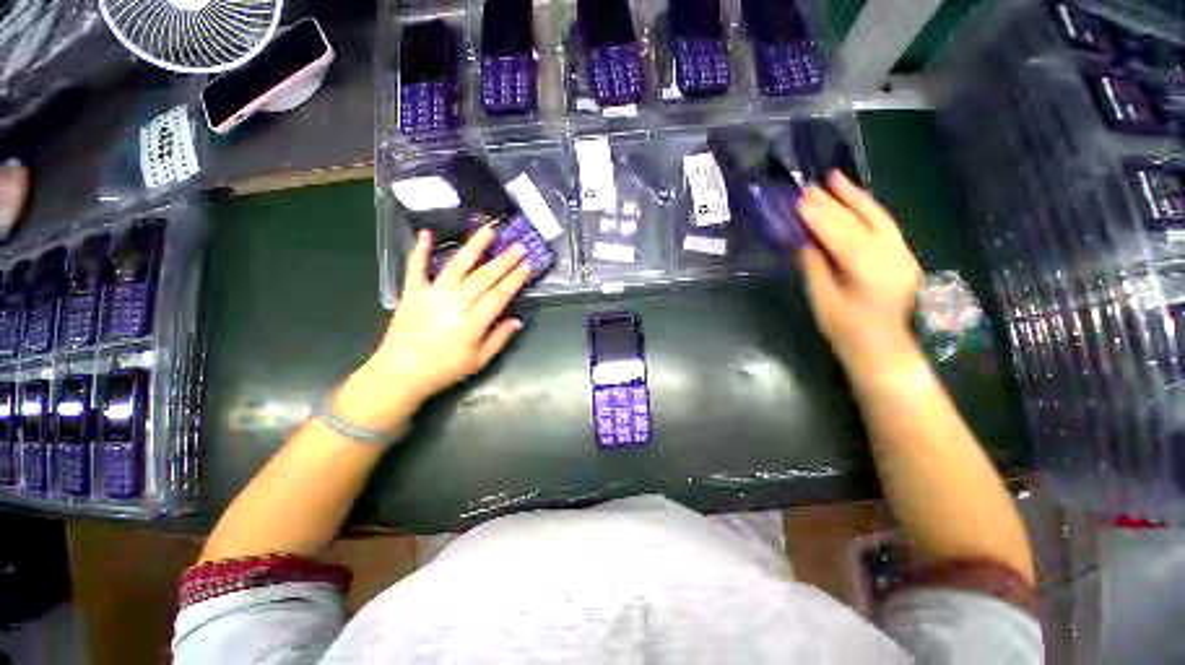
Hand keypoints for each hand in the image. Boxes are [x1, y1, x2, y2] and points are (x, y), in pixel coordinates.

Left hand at [336, 226, 531, 430]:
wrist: (400, 374)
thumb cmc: (444, 370)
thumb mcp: (479, 361)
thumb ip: (499, 339)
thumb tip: (517, 320)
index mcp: (473, 322)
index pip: (500, 295)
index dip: (516, 279)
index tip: (528, 265)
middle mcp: (455, 302)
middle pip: (484, 277)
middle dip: (504, 261)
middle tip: (518, 246)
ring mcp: (432, 294)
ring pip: (458, 265)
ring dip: (474, 247)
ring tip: (488, 230)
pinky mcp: (412, 292)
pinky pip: (416, 267)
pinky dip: (421, 250)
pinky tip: (427, 233)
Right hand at [796, 171, 921, 368]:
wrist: (883, 346)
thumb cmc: (847, 329)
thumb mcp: (822, 300)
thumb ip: (814, 267)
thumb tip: (803, 240)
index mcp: (869, 271)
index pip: (841, 236)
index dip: (818, 217)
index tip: (798, 200)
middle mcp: (891, 255)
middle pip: (858, 222)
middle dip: (832, 203)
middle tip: (808, 187)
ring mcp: (901, 253)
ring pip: (876, 217)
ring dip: (853, 197)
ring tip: (834, 178)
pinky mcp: (901, 254)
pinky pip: (884, 224)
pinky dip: (867, 208)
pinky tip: (854, 199)